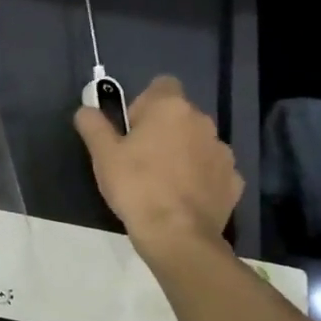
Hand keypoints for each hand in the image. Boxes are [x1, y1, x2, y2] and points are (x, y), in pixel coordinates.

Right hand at [74, 76, 240, 251]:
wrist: (177, 236)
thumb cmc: (136, 186)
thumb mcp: (102, 154)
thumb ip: (93, 124)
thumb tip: (86, 110)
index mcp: (171, 107)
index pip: (162, 85)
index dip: (144, 103)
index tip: (131, 129)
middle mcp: (203, 122)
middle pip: (180, 115)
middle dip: (163, 130)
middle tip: (140, 159)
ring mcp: (222, 152)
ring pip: (197, 143)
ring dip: (183, 153)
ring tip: (162, 182)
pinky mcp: (234, 181)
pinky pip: (212, 170)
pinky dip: (200, 178)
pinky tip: (183, 199)